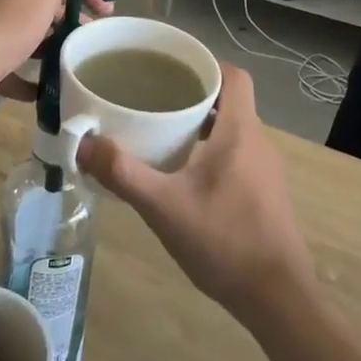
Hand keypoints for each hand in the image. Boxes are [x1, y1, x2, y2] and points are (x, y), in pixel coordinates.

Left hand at [0, 0, 118, 102]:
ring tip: (75, 62)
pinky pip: (10, 69)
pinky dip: (29, 78)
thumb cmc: (6, 18)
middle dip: (70, 18)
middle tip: (93, 40)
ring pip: (26, 35)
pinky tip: (46, 90)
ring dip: (51, 46)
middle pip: (41, 4)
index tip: (106, 12)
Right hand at [78, 66, 313, 321]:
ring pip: (234, 129)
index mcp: (241, 132)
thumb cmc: (223, 241)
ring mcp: (267, 170)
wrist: (277, 297)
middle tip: (154, 97)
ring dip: (203, 124)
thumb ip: (123, 173)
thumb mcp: (164, 207)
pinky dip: (213, 149)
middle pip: (230, 101)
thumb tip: (84, 144)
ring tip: (163, 132)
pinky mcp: (266, 193)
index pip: (234, 76)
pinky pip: (239, 154)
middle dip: (194, 94)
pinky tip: (185, 174)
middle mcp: (259, 142)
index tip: (170, 67)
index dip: (205, 64)